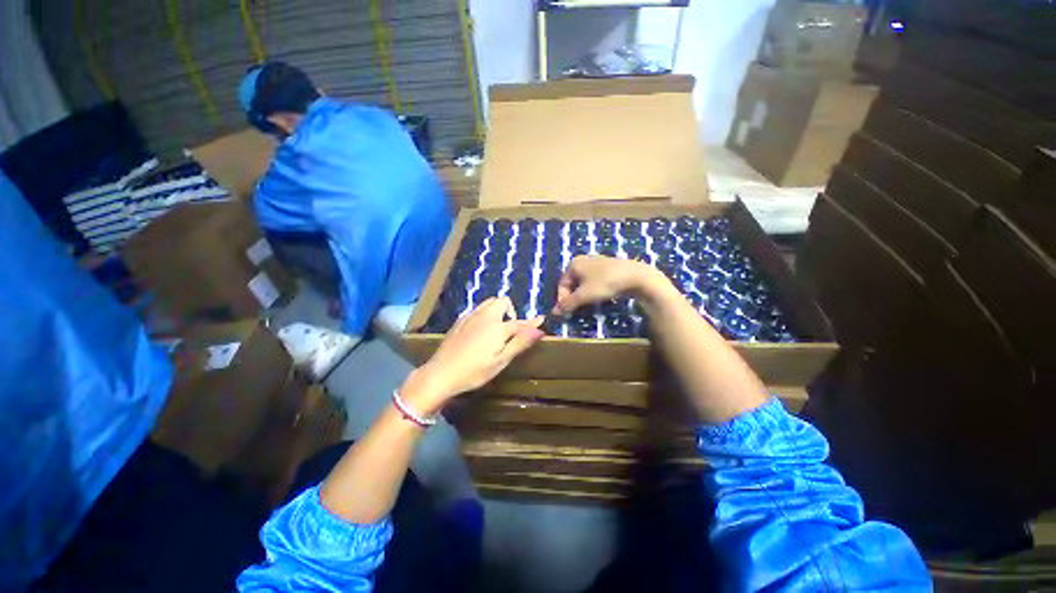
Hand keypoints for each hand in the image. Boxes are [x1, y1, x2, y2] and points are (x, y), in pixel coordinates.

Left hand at [405, 297, 543, 412]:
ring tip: (497, 326)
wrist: (441, 373)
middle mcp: (485, 316)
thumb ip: (520, 343)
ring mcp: (471, 316)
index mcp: (498, 327)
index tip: (541, 319)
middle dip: (510, 310)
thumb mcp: (501, 361)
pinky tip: (481, 328)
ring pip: (489, 302)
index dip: (532, 322)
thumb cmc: (475, 371)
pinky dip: (485, 313)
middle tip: (511, 328)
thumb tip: (539, 330)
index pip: (520, 322)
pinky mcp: (460, 321)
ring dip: (497, 308)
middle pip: (502, 301)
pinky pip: (477, 308)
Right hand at [554, 255, 661, 313]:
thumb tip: (553, 313)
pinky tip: (601, 297)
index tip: (568, 311)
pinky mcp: (608, 268)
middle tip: (578, 309)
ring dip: (584, 295)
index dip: (563, 299)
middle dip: (574, 297)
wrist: (636, 276)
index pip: (562, 284)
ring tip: (589, 305)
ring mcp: (596, 263)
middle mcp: (583, 260)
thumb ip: (568, 304)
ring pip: (584, 283)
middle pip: (572, 283)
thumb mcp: (584, 295)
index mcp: (574, 264)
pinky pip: (594, 281)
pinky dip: (594, 290)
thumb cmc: (605, 283)